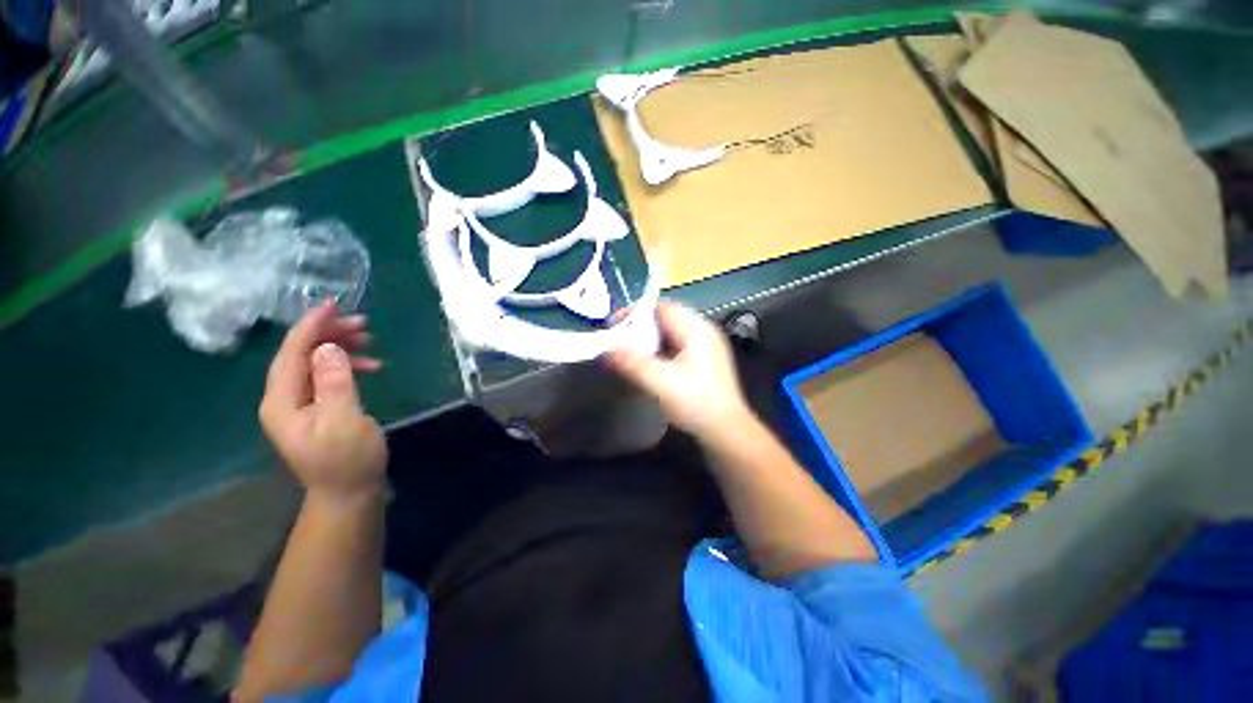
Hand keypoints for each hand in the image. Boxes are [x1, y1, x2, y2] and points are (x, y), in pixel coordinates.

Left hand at [259, 302, 386, 502]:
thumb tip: (328, 348)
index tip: (332, 304)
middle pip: (300, 355)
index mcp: (281, 402)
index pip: (291, 354)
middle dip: (328, 334)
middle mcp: (283, 399)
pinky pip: (326, 376)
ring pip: (313, 363)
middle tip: (363, 323)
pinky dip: (345, 365)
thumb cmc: (347, 460)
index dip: (310, 327)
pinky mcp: (316, 409)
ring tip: (369, 340)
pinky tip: (369, 365)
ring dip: (339, 348)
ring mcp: (299, 405)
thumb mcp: (344, 421)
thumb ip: (334, 383)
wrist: (348, 493)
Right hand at [605, 301, 749, 437]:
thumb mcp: (662, 383)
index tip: (614, 324)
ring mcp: (705, 345)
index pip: (662, 308)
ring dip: (649, 338)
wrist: (726, 430)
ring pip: (670, 332)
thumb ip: (634, 364)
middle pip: (666, 318)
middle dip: (640, 326)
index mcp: (697, 329)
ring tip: (628, 349)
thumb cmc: (697, 403)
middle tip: (618, 338)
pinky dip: (659, 348)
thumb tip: (607, 350)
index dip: (636, 312)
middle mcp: (703, 331)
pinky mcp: (703, 360)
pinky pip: (676, 344)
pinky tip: (647, 362)